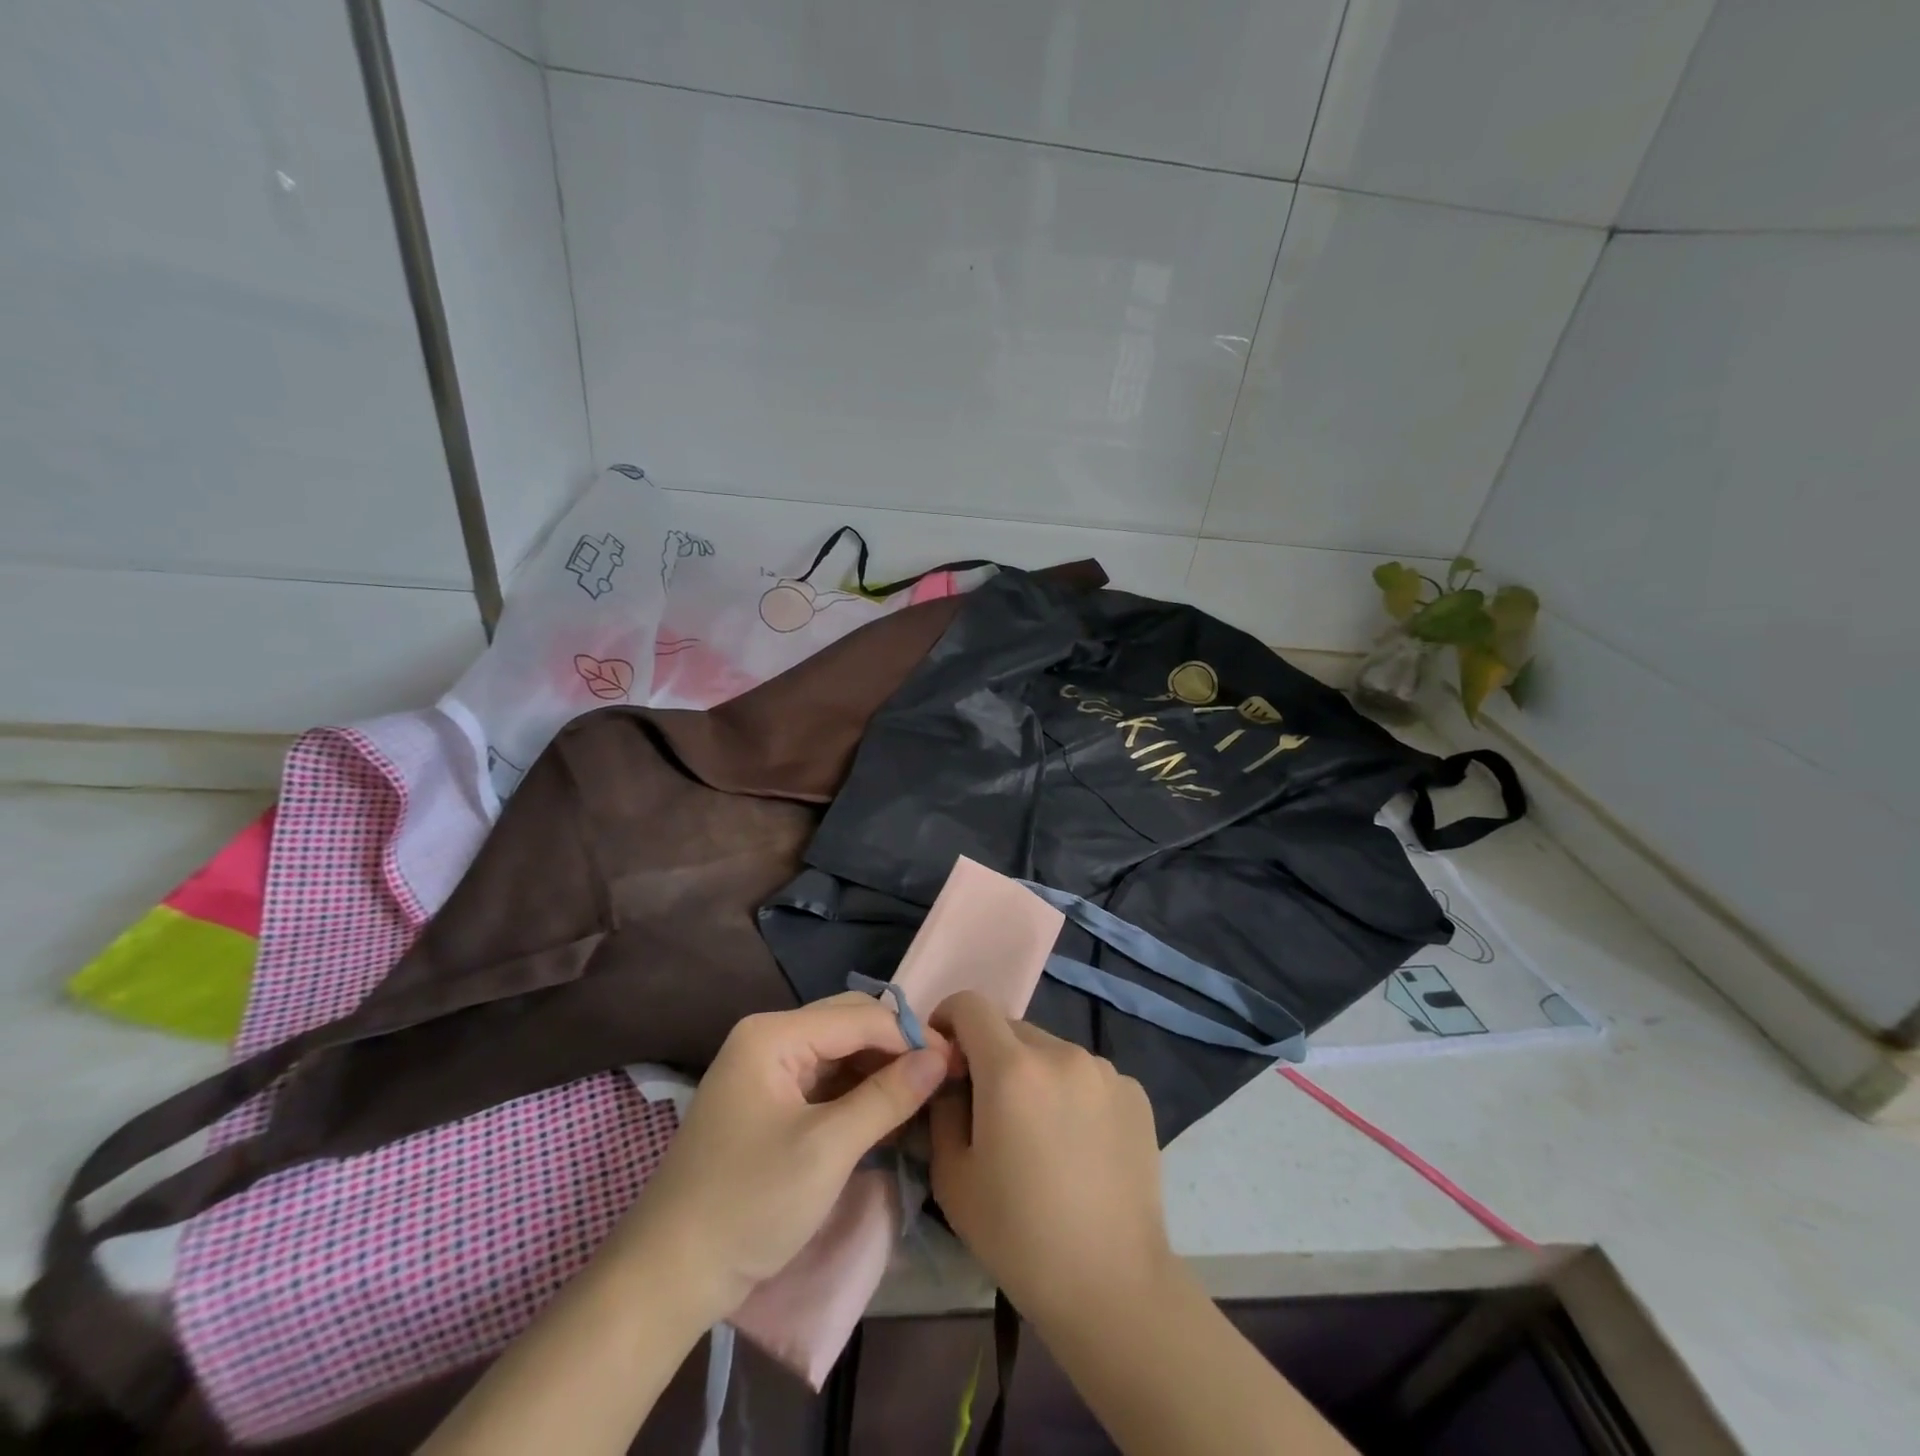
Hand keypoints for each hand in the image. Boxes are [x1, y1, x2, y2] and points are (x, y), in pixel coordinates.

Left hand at [604, 994, 952, 1323]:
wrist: (668, 1276)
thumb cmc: (748, 1203)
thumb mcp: (827, 1150)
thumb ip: (886, 1097)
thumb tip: (939, 1058)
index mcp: (773, 1034)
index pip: (858, 1017)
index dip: (909, 1037)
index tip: (954, 1065)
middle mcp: (768, 1038)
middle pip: (848, 1026)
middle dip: (896, 1050)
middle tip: (940, 1080)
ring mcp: (765, 1070)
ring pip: (839, 1054)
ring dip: (879, 1073)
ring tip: (922, 1099)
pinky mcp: (768, 1102)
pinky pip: (824, 1082)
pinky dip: (857, 1095)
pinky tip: (888, 1115)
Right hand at [928, 991, 1175, 1327]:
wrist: (1112, 1285)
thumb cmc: (1019, 1236)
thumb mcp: (952, 1176)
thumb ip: (942, 1108)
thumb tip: (949, 1076)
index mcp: (1012, 1068)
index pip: (970, 1004)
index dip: (948, 1021)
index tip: (945, 1059)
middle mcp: (1061, 1052)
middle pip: (1011, 1028)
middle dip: (990, 1055)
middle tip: (989, 1108)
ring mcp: (1104, 1069)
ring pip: (1050, 1050)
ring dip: (1033, 1073)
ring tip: (1039, 1132)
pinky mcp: (1134, 1092)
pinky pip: (1086, 1075)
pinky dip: (1071, 1093)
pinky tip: (1077, 1145)